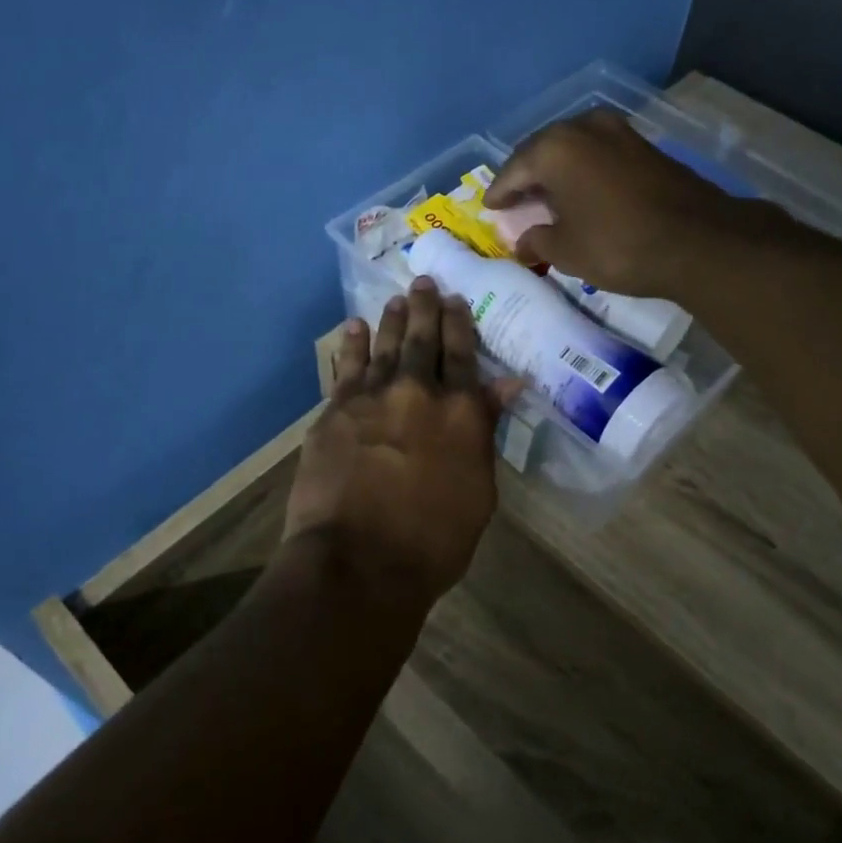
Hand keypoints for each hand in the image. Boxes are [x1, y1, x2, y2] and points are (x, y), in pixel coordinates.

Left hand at [283, 279, 520, 612]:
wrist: (359, 561)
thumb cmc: (434, 539)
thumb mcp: (479, 488)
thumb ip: (485, 427)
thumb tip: (507, 382)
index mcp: (460, 411)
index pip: (462, 354)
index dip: (460, 324)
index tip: (457, 300)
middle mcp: (416, 391)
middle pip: (421, 339)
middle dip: (425, 308)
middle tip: (425, 282)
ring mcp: (370, 398)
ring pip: (383, 346)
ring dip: (391, 319)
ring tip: (396, 298)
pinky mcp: (334, 412)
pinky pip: (346, 368)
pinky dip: (351, 345)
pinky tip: (353, 327)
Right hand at [481, 109, 755, 296]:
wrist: (697, 241)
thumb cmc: (617, 245)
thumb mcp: (566, 251)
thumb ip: (536, 241)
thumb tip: (523, 242)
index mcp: (554, 148)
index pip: (513, 170)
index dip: (499, 193)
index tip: (489, 208)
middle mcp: (583, 127)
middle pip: (541, 151)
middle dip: (526, 176)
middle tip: (515, 200)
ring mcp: (618, 131)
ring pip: (572, 149)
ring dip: (556, 172)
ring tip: (546, 197)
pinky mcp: (643, 145)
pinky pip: (598, 154)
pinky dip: (583, 171)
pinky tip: (581, 192)